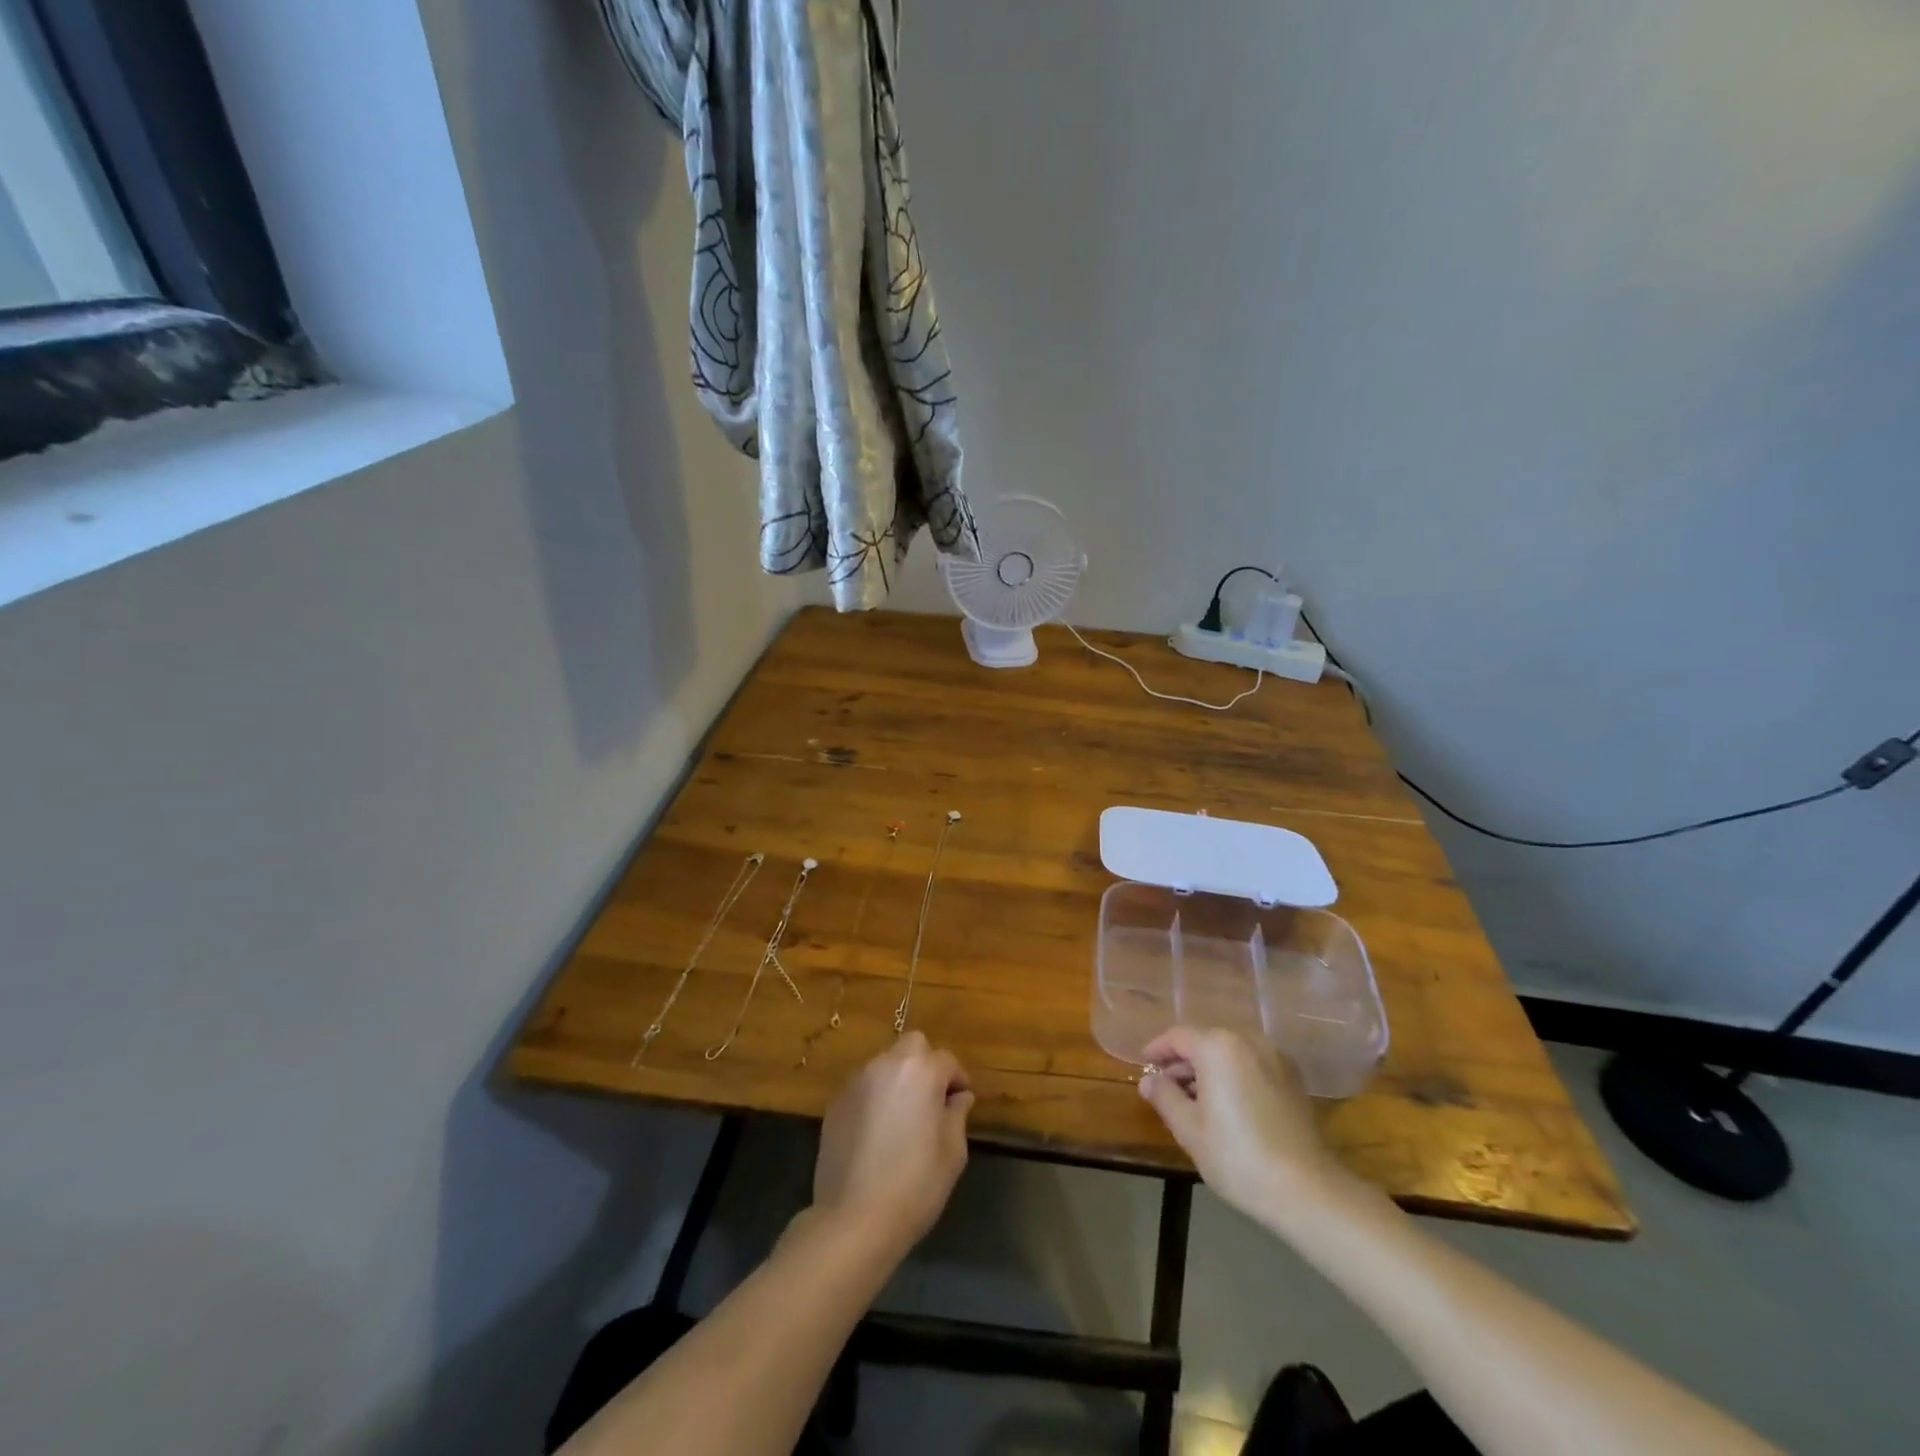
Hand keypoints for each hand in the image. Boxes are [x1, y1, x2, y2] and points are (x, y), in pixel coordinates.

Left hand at [812, 1032, 973, 1256]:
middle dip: (926, 1064)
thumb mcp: (952, 1153)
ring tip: (903, 1117)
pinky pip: (863, 1087)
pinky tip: (877, 1131)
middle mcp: (886, 1064)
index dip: (958, 1080)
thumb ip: (957, 1114)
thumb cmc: (914, 1185)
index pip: (947, 1060)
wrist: (853, 1219)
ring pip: (885, 1064)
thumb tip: (959, 1097)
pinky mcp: (835, 1103)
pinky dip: (875, 1097)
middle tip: (932, 1099)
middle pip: (912, 1046)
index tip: (961, 1103)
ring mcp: (856, 1081)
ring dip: (898, 1079)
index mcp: (920, 1071)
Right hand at [1138, 1027, 1351, 1223]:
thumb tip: (1148, 1080)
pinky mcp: (1293, 1079)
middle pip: (1205, 1041)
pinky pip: (1252, 1065)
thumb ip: (1164, 1096)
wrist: (1308, 1190)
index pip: (1178, 1037)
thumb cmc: (1238, 1156)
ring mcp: (1275, 1057)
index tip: (1144, 1065)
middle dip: (1183, 1061)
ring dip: (1208, 1069)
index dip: (1157, 1050)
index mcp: (1218, 1046)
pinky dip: (1234, 1075)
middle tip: (1166, 1088)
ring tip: (1194, 1100)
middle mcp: (1248, 1040)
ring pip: (1230, 1053)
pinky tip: (1228, 1105)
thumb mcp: (1189, 1129)